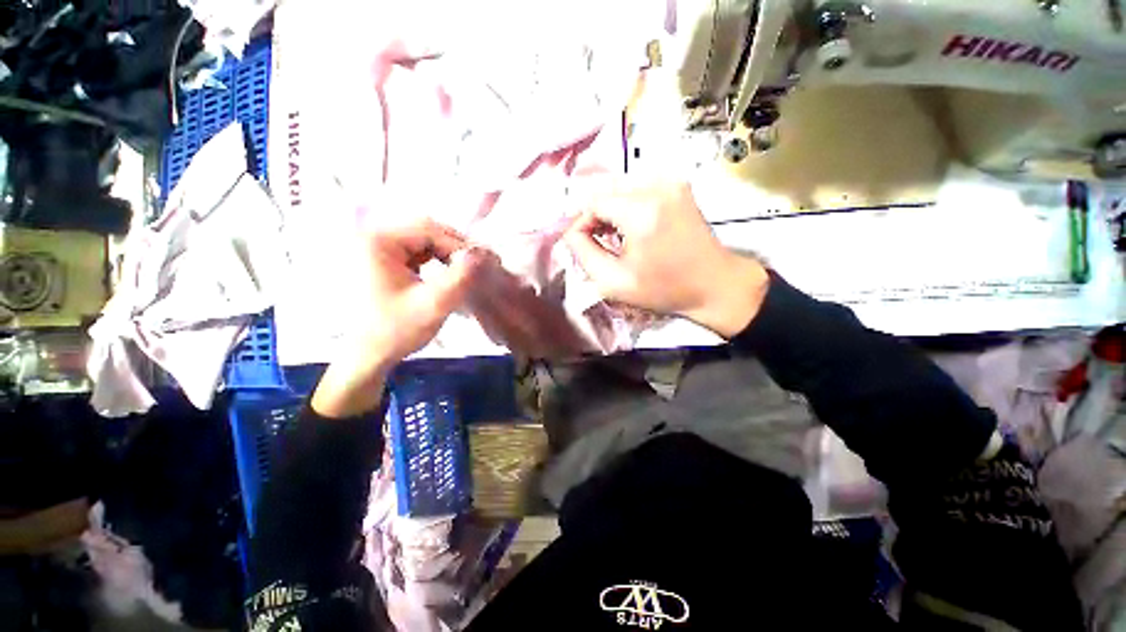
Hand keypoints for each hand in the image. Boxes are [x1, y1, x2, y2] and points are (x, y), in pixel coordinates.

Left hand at [311, 219, 487, 417]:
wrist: (366, 356)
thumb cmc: (395, 330)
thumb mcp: (433, 304)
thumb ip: (461, 277)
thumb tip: (484, 253)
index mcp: (377, 241)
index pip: (429, 229)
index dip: (460, 244)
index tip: (485, 262)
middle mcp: (372, 237)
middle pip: (425, 230)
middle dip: (455, 247)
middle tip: (479, 264)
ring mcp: (375, 248)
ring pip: (422, 240)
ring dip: (447, 253)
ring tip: (466, 269)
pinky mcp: (380, 260)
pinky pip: (415, 251)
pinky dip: (436, 259)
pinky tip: (447, 272)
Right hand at [564, 181, 768, 337]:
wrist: (714, 284)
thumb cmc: (664, 289)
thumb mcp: (614, 282)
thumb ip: (584, 254)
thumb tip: (572, 232)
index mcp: (641, 211)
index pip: (593, 201)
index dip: (581, 222)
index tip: (582, 244)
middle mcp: (657, 187)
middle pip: (606, 191)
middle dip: (595, 216)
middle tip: (598, 242)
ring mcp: (671, 183)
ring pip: (621, 189)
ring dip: (611, 211)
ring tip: (616, 237)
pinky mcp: (679, 186)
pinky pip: (639, 189)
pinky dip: (628, 206)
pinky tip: (634, 227)